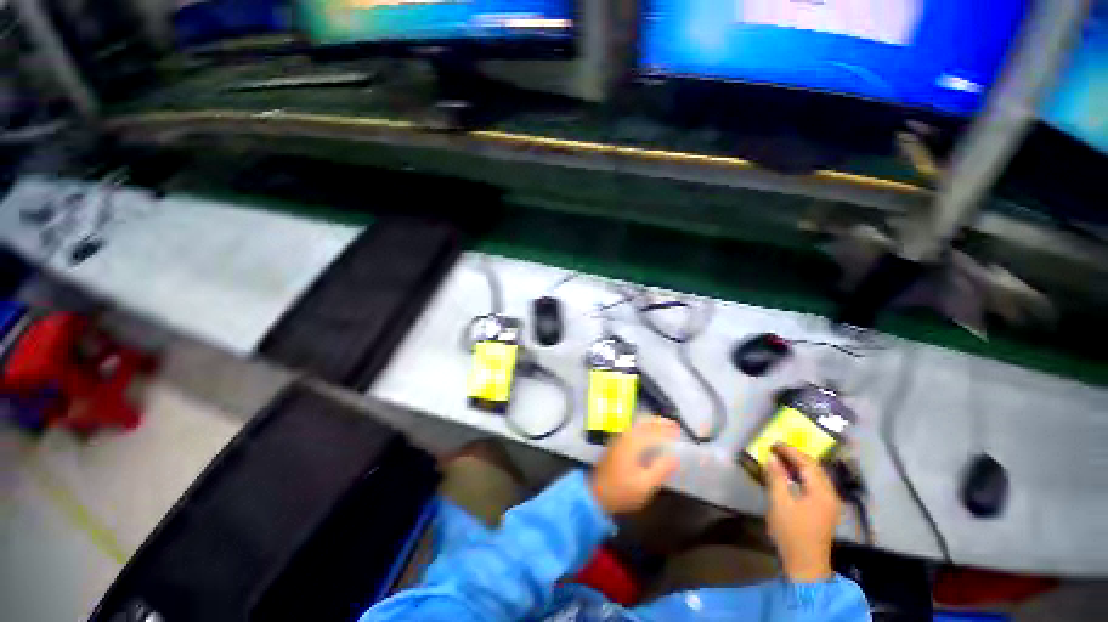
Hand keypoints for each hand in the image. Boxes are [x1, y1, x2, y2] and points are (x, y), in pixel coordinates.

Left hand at [591, 417, 679, 514]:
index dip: (668, 428)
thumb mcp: (646, 485)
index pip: (654, 429)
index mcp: (633, 443)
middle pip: (644, 422)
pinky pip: (631, 433)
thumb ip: (662, 468)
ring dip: (651, 426)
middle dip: (660, 423)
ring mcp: (616, 442)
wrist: (592, 498)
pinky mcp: (612, 449)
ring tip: (664, 433)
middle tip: (673, 428)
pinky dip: (643, 432)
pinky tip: (649, 443)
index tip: (680, 431)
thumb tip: (675, 457)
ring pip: (636, 426)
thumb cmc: (621, 492)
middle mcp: (624, 437)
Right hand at [765, 444, 840, 582]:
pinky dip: (806, 481)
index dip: (790, 451)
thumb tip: (772, 459)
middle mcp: (831, 490)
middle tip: (779, 452)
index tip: (775, 443)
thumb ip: (777, 481)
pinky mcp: (828, 512)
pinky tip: (796, 485)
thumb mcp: (780, 507)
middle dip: (797, 458)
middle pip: (815, 468)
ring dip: (802, 470)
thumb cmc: (792, 535)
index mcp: (821, 487)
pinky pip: (818, 488)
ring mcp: (832, 502)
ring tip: (785, 466)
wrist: (806, 564)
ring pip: (818, 478)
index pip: (807, 461)